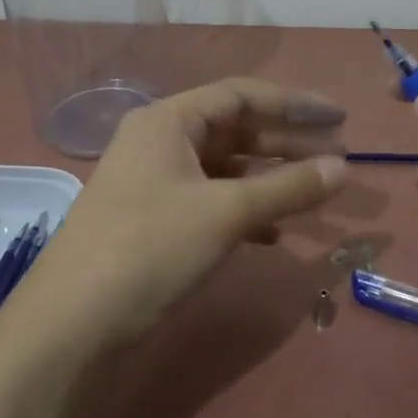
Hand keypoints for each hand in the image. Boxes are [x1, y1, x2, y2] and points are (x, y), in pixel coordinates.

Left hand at [33, 78, 348, 337]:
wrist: (73, 322)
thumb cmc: (151, 247)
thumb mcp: (226, 213)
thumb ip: (288, 188)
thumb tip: (344, 168)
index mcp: (168, 121)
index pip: (241, 95)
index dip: (294, 104)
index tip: (340, 119)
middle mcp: (159, 142)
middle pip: (234, 130)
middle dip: (287, 143)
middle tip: (337, 158)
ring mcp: (154, 183)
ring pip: (224, 169)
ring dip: (269, 179)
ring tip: (314, 192)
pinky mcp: (154, 221)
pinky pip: (210, 201)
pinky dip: (244, 210)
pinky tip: (273, 234)